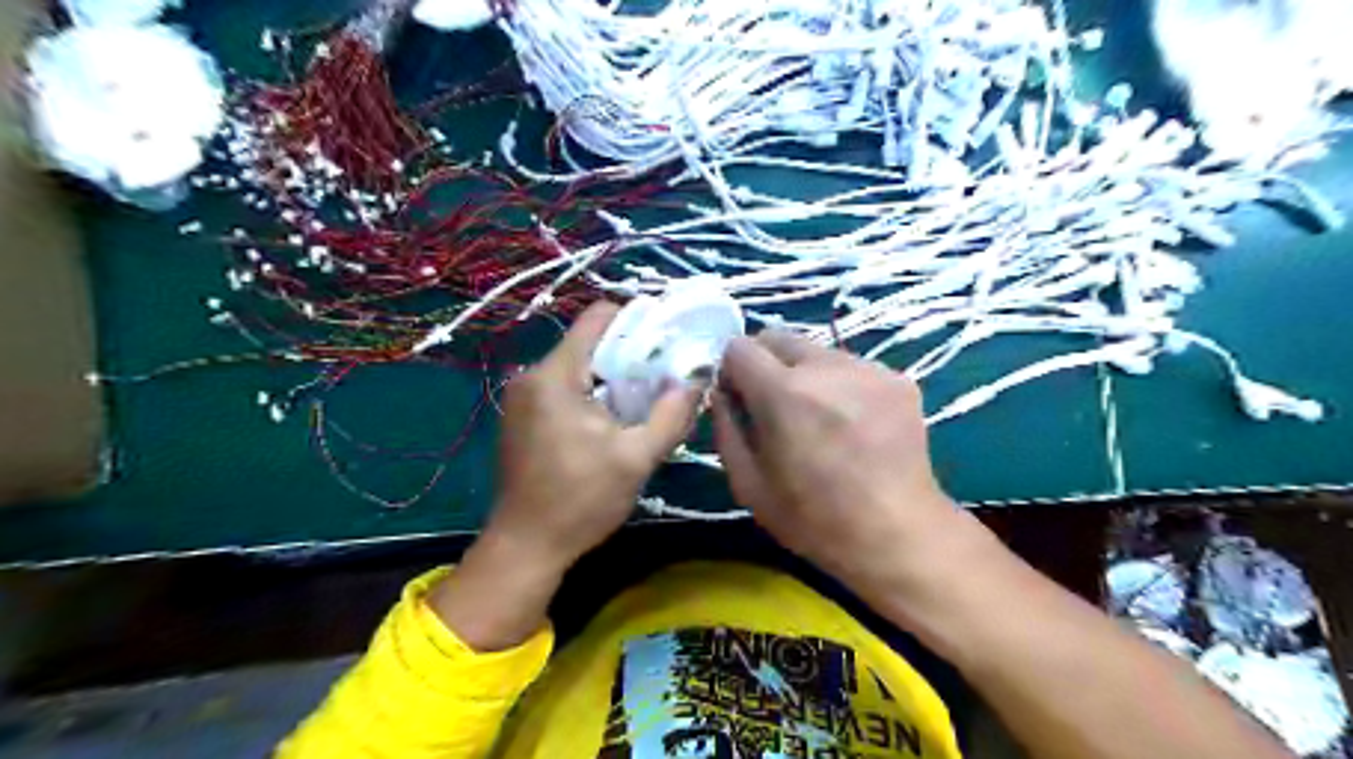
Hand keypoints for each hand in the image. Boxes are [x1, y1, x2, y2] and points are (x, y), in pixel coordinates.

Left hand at [487, 301, 696, 573]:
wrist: (526, 546)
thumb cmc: (580, 500)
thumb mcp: (636, 458)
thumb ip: (671, 414)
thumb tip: (697, 379)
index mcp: (555, 375)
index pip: (597, 318)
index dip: (637, 317)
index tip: (668, 334)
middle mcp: (532, 376)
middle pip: (589, 343)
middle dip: (630, 353)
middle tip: (665, 372)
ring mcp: (522, 397)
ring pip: (578, 367)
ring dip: (613, 377)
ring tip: (646, 397)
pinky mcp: (522, 418)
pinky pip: (564, 388)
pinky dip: (593, 393)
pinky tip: (615, 419)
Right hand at [718, 332, 960, 587]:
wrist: (898, 535)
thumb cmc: (814, 519)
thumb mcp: (748, 484)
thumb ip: (726, 428)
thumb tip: (722, 392)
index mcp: (783, 393)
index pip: (739, 347)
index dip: (731, 369)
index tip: (738, 396)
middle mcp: (826, 367)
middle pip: (778, 337)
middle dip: (766, 363)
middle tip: (775, 405)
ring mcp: (867, 369)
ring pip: (817, 351)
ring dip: (806, 373)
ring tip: (820, 417)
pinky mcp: (898, 378)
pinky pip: (852, 366)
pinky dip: (841, 385)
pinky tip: (853, 424)